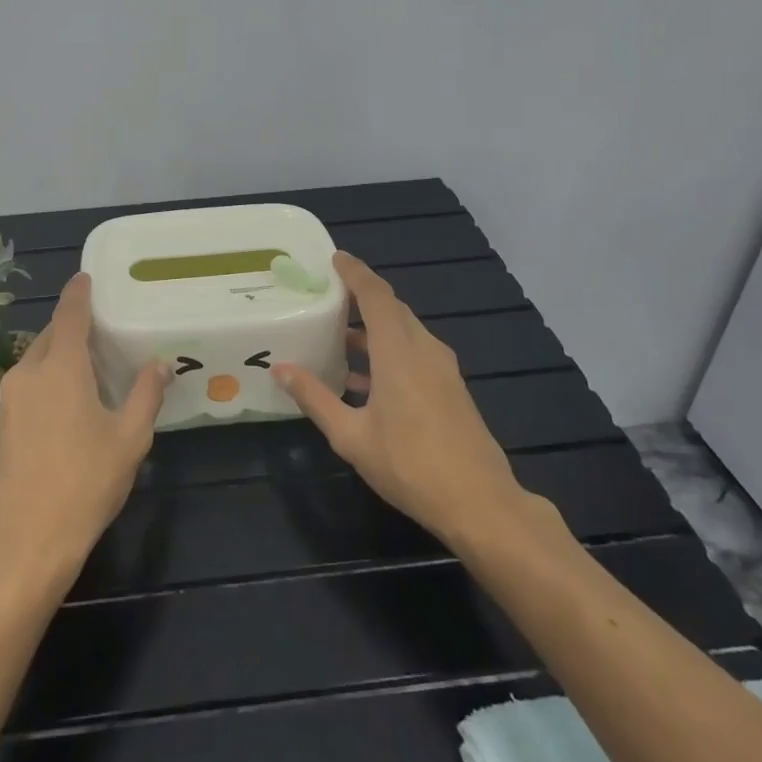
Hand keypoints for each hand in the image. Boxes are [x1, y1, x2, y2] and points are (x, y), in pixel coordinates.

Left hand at [0, 273, 170, 588]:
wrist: (26, 542)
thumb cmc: (85, 484)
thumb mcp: (129, 439)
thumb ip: (146, 395)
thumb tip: (159, 364)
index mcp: (60, 368)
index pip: (69, 314)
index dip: (78, 293)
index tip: (86, 277)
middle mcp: (28, 374)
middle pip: (51, 336)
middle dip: (72, 327)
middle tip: (101, 331)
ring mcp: (8, 400)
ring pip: (36, 362)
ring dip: (58, 356)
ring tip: (88, 369)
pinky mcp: (1, 426)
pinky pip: (26, 387)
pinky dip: (46, 381)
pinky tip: (66, 406)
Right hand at [273, 252, 535, 554]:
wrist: (480, 504)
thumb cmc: (410, 465)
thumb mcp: (351, 435)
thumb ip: (315, 398)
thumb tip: (281, 369)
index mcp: (399, 351)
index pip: (375, 295)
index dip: (355, 272)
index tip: (334, 257)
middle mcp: (423, 350)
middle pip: (391, 308)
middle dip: (361, 296)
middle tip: (327, 294)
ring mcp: (442, 370)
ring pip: (404, 332)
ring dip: (373, 327)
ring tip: (336, 336)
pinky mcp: (450, 389)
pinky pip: (414, 353)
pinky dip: (387, 350)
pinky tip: (362, 379)